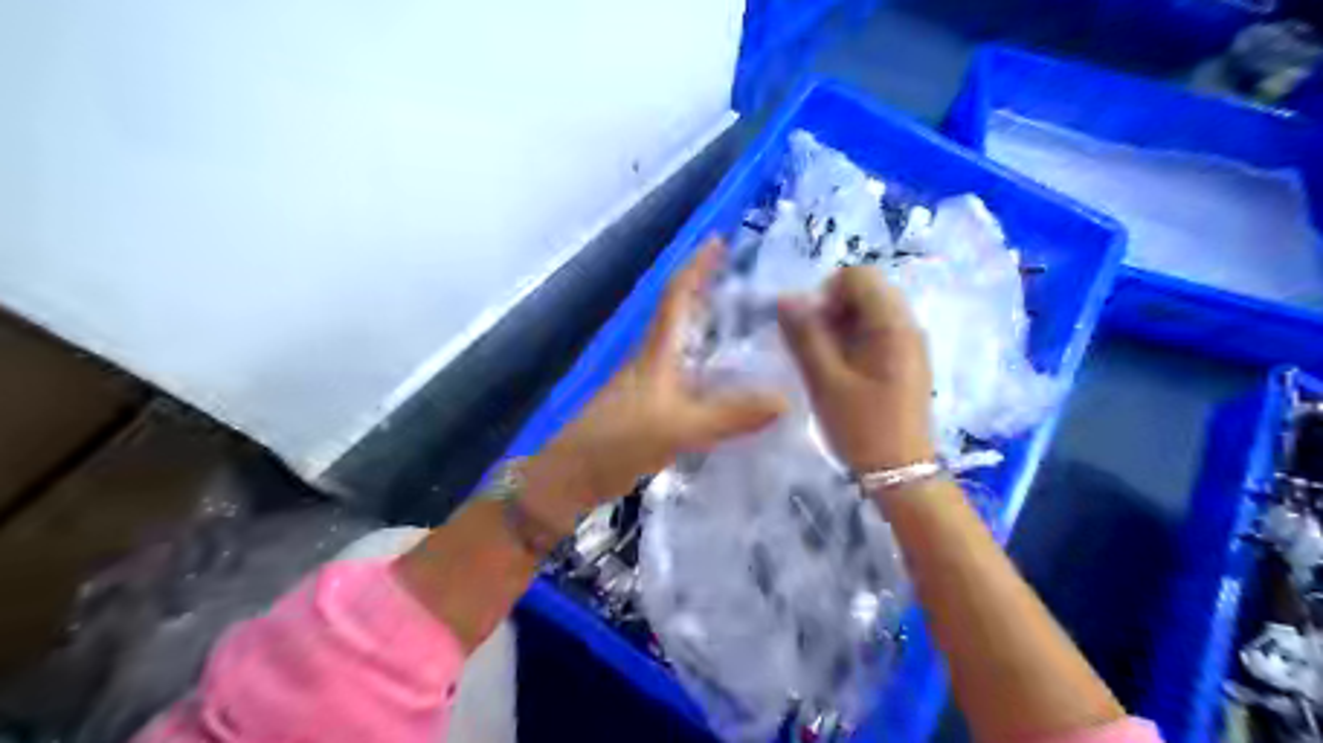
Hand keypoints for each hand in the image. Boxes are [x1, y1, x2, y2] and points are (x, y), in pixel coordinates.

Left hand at [523, 241, 783, 525]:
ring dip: (710, 331)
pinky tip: (730, 387)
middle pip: (681, 315)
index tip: (719, 240)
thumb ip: (728, 415)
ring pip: (684, 347)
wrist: (570, 479)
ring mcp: (648, 386)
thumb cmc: (615, 443)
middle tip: (750, 287)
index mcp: (655, 352)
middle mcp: (651, 360)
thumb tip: (785, 400)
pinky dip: (709, 370)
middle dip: (708, 292)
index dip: (696, 265)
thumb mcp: (676, 428)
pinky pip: (686, 378)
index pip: (676, 295)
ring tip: (752, 332)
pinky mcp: (649, 410)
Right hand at [777, 269, 933, 472]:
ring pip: (868, 313)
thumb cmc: (862, 427)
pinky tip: (841, 374)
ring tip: (824, 364)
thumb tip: (786, 298)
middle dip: (832, 310)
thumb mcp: (825, 381)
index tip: (811, 329)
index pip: (857, 275)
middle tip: (815, 349)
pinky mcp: (905, 362)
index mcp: (892, 324)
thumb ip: (805, 336)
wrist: (902, 473)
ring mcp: (909, 344)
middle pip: (865, 291)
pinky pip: (876, 334)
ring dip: (839, 328)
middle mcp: (907, 325)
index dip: (826, 293)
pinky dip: (852, 343)